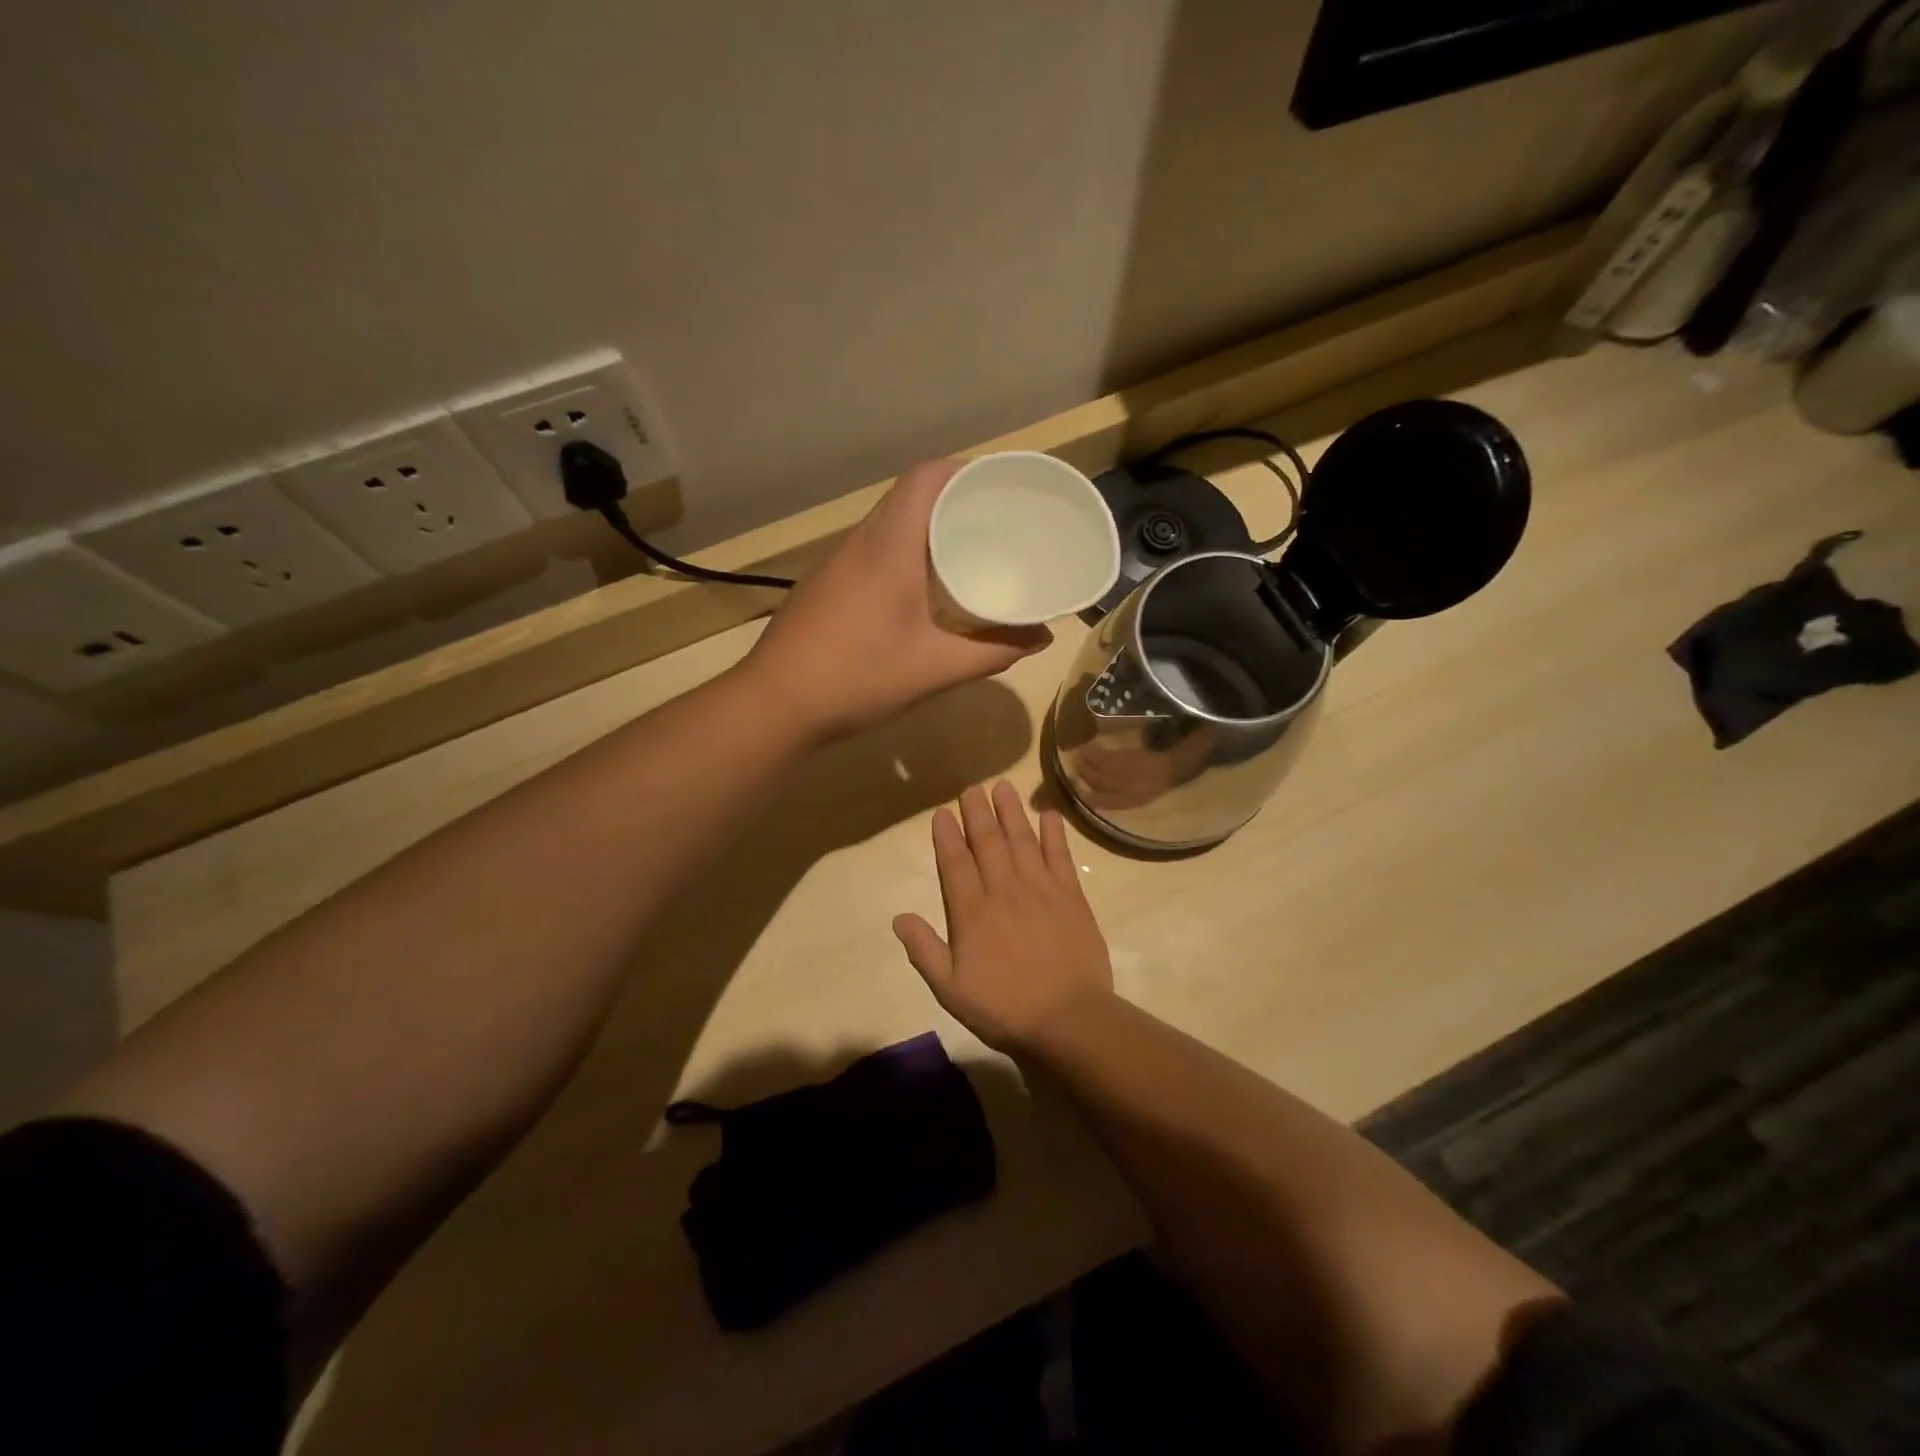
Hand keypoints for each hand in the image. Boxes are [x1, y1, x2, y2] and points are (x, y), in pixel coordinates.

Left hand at [745, 461, 1051, 740]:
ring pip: (890, 523)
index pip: (928, 477)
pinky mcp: (825, 585)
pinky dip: (905, 553)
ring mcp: (837, 563)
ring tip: (970, 551)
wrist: (773, 705)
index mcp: (889, 546)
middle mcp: (861, 542)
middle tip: (1000, 523)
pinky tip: (923, 588)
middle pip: (911, 495)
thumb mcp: (934, 669)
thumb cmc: (856, 678)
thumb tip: (1041, 638)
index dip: (967, 470)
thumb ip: (991, 652)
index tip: (1004, 486)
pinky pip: (873, 550)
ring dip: (929, 528)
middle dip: (957, 499)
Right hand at [893, 782, 1114, 1053]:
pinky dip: (1054, 834)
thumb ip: (924, 950)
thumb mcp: (950, 989)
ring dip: (1011, 812)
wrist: (1068, 1019)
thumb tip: (898, 917)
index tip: (942, 812)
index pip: (955, 863)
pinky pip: (1060, 857)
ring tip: (1002, 787)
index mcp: (972, 912)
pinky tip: (1049, 815)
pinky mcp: (1071, 897)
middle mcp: (1004, 891)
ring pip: (1022, 841)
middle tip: (971, 788)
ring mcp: (1040, 890)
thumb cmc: (1004, 1008)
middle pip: (988, 842)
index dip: (947, 836)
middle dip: (977, 813)